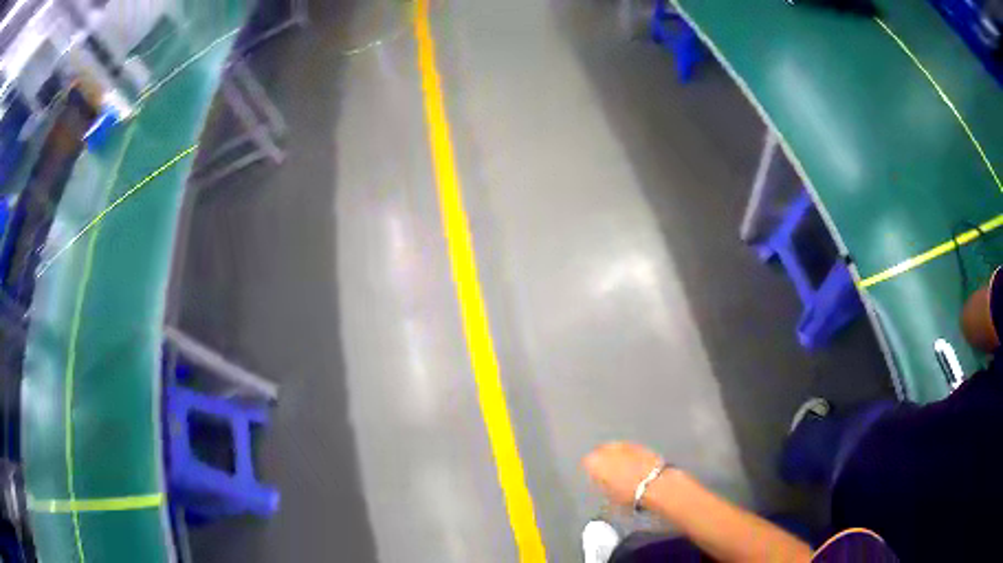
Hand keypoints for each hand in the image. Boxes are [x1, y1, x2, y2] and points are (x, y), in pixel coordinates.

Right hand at [582, 442, 664, 506]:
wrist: (654, 485)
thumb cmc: (627, 494)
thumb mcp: (607, 495)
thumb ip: (600, 484)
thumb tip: (601, 482)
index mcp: (593, 461)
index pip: (586, 463)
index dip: (592, 472)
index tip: (597, 479)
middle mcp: (606, 449)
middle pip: (601, 452)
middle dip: (604, 460)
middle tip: (609, 474)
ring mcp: (624, 444)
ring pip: (615, 449)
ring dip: (617, 456)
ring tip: (623, 469)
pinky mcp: (639, 444)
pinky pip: (629, 449)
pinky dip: (629, 456)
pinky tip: (634, 466)